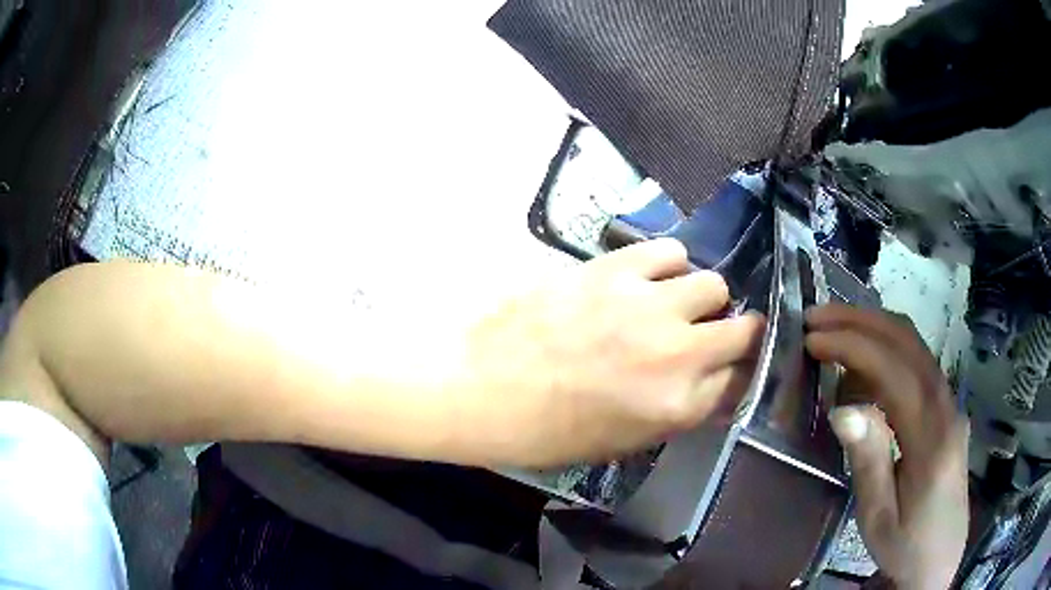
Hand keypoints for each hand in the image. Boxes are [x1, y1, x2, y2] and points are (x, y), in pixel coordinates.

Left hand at [460, 238, 764, 467]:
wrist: (479, 388)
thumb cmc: (544, 431)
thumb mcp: (621, 442)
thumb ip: (677, 412)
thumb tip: (711, 386)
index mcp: (676, 406)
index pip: (738, 380)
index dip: (733, 375)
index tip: (723, 370)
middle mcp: (677, 353)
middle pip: (742, 329)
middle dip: (733, 334)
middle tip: (706, 335)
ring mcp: (647, 304)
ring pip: (712, 283)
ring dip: (700, 298)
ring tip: (673, 304)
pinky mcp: (614, 268)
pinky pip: (669, 251)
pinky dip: (668, 265)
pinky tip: (649, 278)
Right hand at [806, 304, 969, 589]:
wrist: (940, 558)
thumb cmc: (906, 546)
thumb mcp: (878, 518)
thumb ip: (868, 462)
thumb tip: (842, 409)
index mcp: (932, 439)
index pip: (895, 371)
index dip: (854, 346)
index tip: (813, 340)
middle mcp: (947, 408)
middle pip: (909, 342)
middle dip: (861, 321)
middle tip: (817, 318)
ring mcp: (950, 404)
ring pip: (915, 346)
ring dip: (873, 329)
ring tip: (833, 334)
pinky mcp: (946, 409)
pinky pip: (917, 364)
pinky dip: (886, 351)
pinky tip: (861, 370)